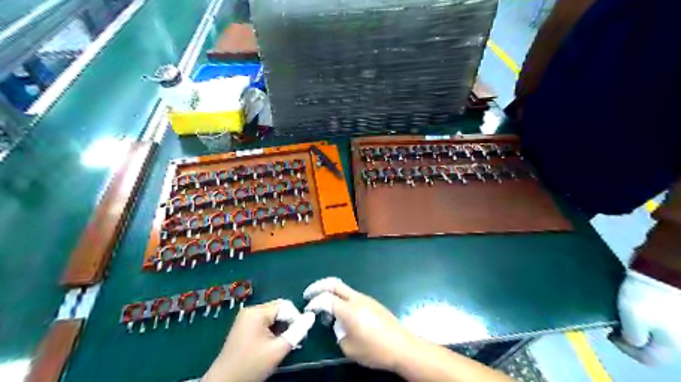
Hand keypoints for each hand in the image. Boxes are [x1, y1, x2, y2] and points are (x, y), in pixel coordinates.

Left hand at [205, 299, 315, 380]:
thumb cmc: (251, 365)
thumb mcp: (278, 350)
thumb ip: (297, 331)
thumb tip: (311, 316)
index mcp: (257, 312)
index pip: (285, 306)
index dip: (295, 318)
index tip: (298, 336)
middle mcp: (250, 310)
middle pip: (278, 309)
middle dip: (288, 323)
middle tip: (292, 341)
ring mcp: (245, 318)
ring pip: (272, 316)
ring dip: (280, 328)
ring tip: (282, 345)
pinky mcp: (243, 327)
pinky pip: (264, 322)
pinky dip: (271, 331)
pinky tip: (272, 345)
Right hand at [305, 276, 420, 370]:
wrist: (402, 347)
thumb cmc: (374, 350)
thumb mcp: (349, 348)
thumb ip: (338, 333)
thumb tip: (338, 325)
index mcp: (349, 310)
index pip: (325, 298)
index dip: (314, 302)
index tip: (308, 309)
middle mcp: (357, 299)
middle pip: (334, 283)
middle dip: (319, 286)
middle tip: (309, 294)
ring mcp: (366, 299)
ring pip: (344, 289)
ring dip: (332, 293)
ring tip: (327, 309)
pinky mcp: (373, 303)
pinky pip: (353, 296)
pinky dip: (343, 299)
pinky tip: (343, 314)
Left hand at [613, 271, 679, 363]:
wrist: (664, 271)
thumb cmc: (648, 298)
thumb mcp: (634, 319)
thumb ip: (632, 336)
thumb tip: (632, 341)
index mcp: (672, 344)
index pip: (649, 359)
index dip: (626, 350)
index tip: (610, 333)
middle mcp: (679, 336)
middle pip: (652, 344)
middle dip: (630, 334)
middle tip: (614, 322)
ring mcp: (677, 320)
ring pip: (654, 329)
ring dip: (635, 323)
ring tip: (619, 310)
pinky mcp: (673, 305)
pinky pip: (656, 315)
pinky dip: (642, 312)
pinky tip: (630, 301)